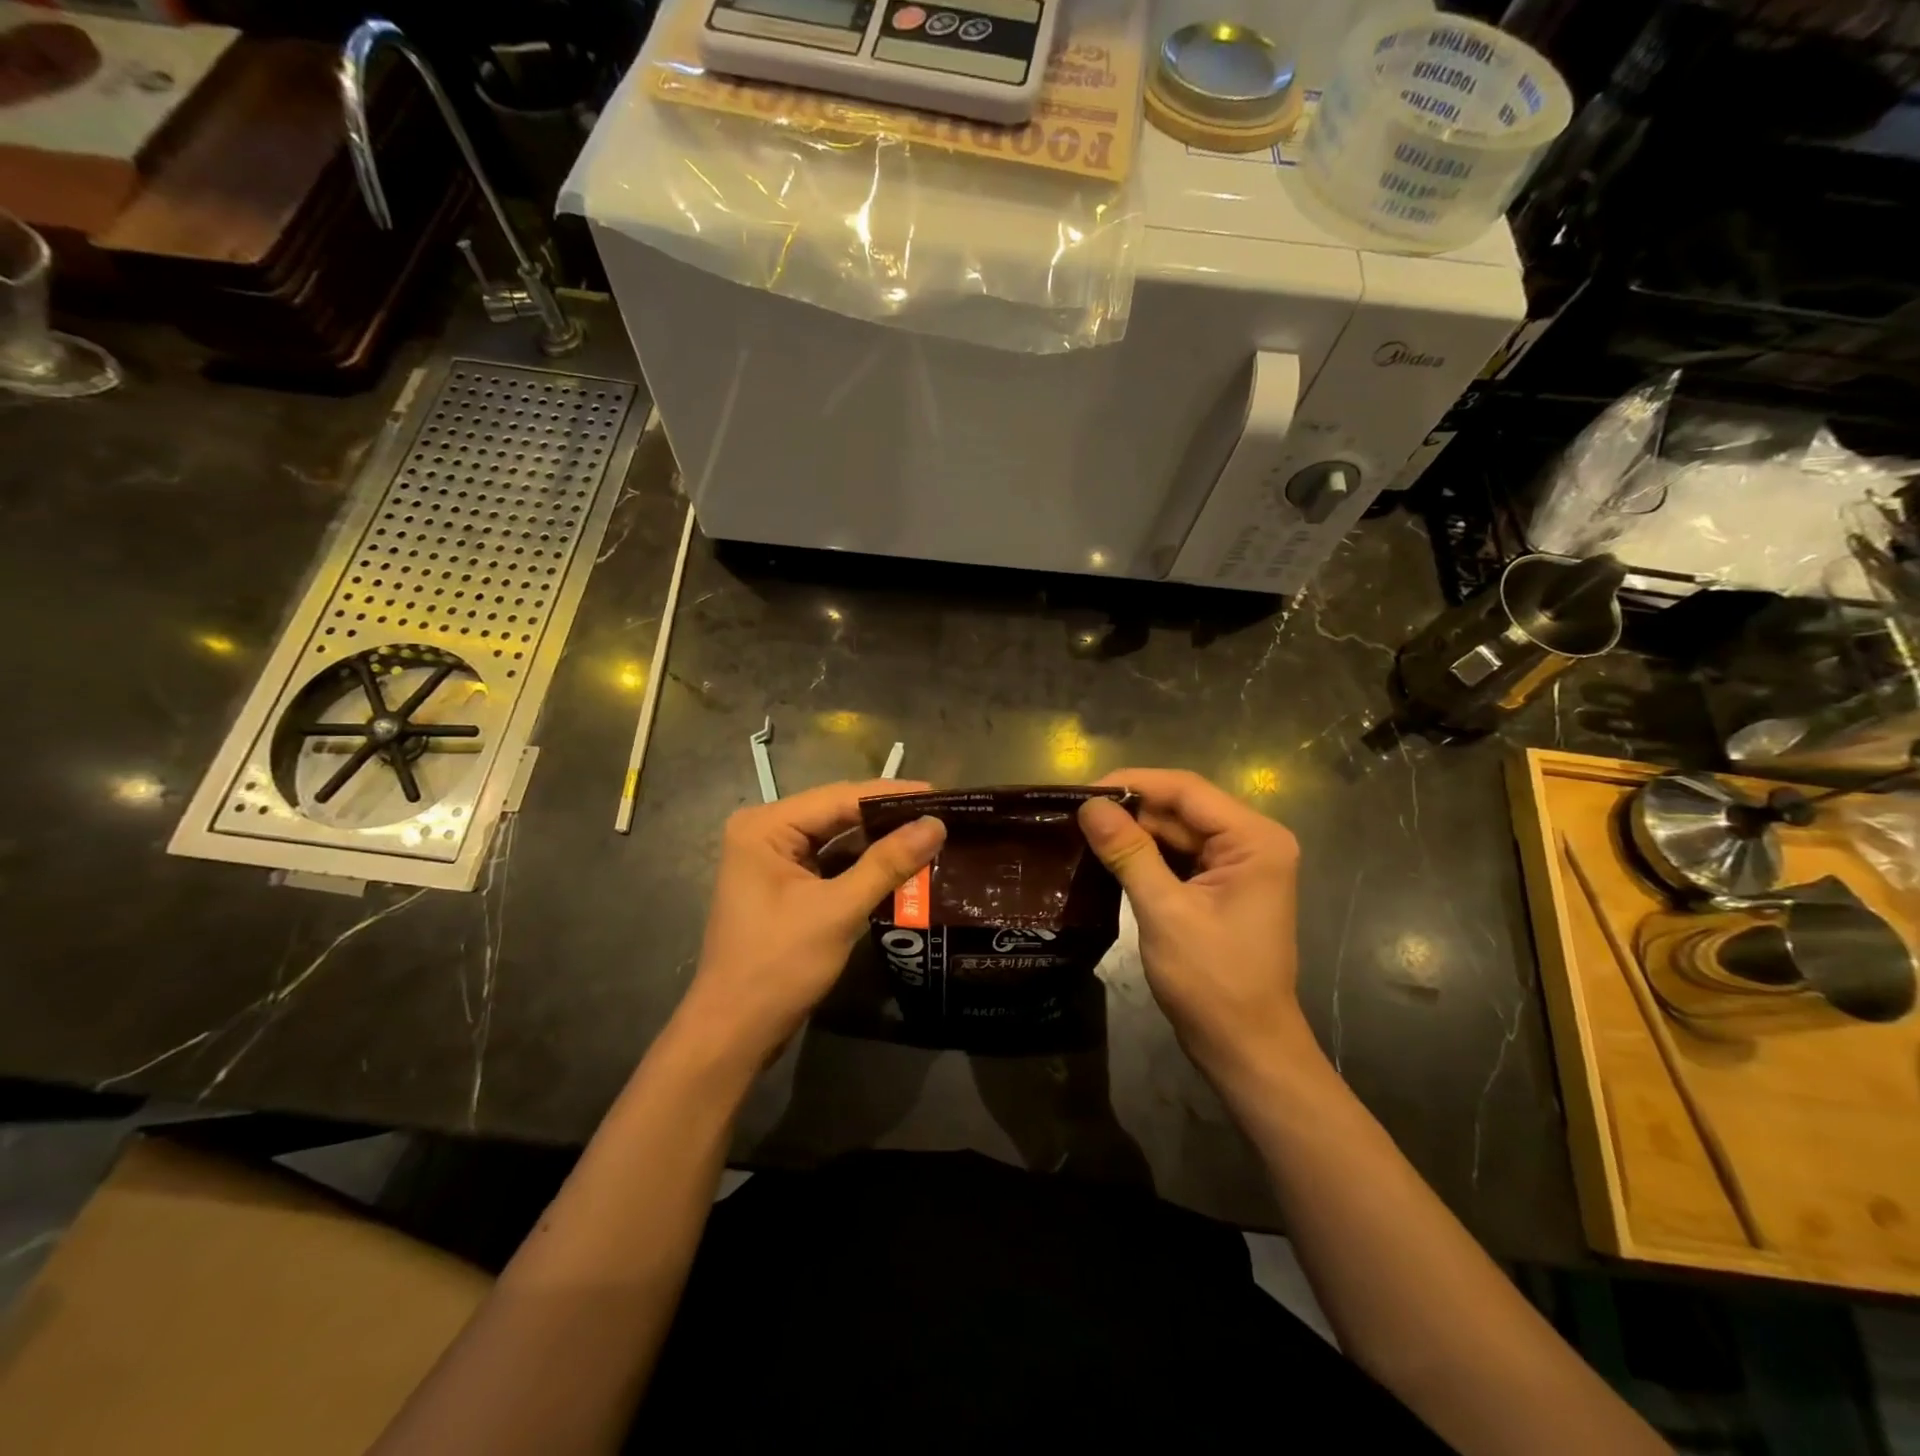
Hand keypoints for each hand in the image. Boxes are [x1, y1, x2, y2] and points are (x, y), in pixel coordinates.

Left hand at [674, 780, 945, 1071]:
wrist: (735, 1032)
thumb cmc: (778, 965)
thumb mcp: (838, 911)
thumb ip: (887, 864)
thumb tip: (936, 825)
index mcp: (765, 826)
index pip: (839, 797)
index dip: (892, 795)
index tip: (942, 796)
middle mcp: (766, 832)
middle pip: (838, 814)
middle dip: (889, 817)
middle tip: (943, 816)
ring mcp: (774, 860)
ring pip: (838, 839)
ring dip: (880, 842)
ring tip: (932, 836)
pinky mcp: (786, 886)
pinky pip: (832, 863)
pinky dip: (865, 865)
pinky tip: (903, 865)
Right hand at [1078, 769, 1309, 1090]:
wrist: (1245, 1049)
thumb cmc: (1212, 981)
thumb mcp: (1164, 911)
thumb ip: (1128, 852)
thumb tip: (1089, 806)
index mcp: (1254, 839)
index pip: (1186, 790)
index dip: (1132, 783)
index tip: (1080, 792)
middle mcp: (1252, 842)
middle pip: (1181, 808)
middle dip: (1129, 810)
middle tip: (1072, 814)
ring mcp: (1237, 865)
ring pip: (1176, 831)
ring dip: (1132, 832)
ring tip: (1081, 830)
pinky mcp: (1220, 887)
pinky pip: (1178, 857)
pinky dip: (1144, 855)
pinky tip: (1106, 856)